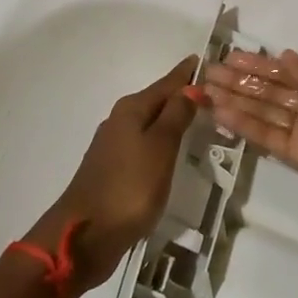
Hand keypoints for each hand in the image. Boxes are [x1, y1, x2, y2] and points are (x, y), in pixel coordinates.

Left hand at [26, 56, 200, 297]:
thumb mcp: (160, 147)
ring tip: (199, 119)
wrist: (84, 236)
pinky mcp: (113, 171)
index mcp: (131, 109)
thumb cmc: (129, 187)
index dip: (188, 73)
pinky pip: (145, 146)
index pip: (167, 83)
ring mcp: (114, 147)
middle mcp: (120, 121)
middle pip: (157, 101)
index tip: (208, 60)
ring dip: (172, 119)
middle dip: (182, 94)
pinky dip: (162, 142)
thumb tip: (191, 86)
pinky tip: (173, 152)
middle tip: (213, 92)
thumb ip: (177, 115)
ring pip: (151, 124)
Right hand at [202, 50, 297, 225]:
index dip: (262, 64)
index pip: (290, 72)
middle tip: (208, 69)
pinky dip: (244, 124)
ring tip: (204, 88)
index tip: (232, 55)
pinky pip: (267, 136)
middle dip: (241, 80)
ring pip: (263, 111)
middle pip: (271, 91)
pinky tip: (220, 111)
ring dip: (235, 99)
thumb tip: (283, 57)